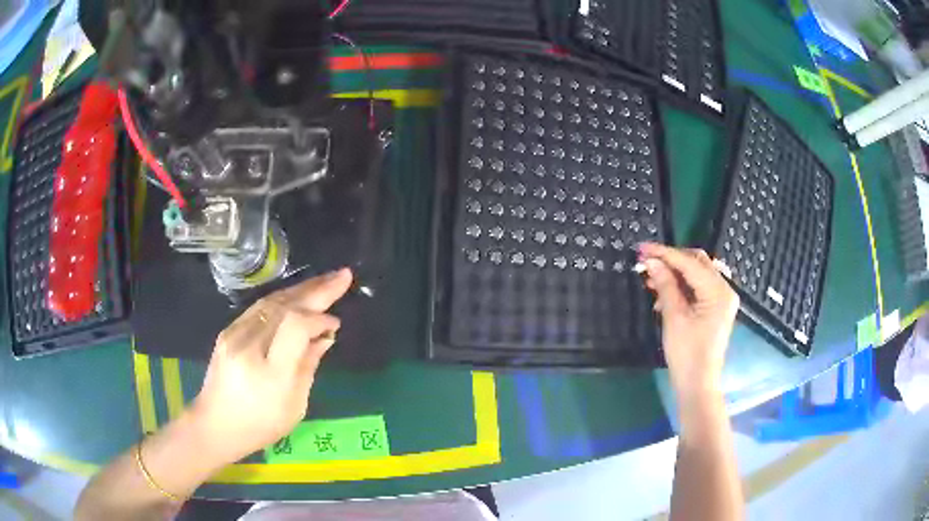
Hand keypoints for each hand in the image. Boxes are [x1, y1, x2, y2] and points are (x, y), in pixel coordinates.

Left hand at [187, 268, 352, 463]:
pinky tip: (298, 295)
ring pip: (272, 301)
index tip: (335, 323)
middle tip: (343, 275)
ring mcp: (234, 335)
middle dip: (317, 289)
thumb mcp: (295, 405)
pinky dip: (283, 299)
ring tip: (325, 280)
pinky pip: (260, 308)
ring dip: (301, 289)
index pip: (296, 326)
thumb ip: (309, 366)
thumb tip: (325, 336)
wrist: (215, 424)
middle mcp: (249, 346)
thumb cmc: (261, 425)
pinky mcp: (228, 330)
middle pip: (284, 307)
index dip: (319, 318)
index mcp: (270, 372)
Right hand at [639, 243, 737, 399]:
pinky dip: (681, 286)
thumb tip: (652, 262)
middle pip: (697, 262)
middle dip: (671, 260)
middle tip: (646, 261)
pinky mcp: (715, 308)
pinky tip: (663, 293)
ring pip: (696, 274)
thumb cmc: (687, 354)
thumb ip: (665, 285)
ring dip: (674, 273)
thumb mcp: (674, 318)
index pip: (690, 263)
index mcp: (718, 291)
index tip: (642, 248)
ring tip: (651, 278)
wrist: (697, 384)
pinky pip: (698, 287)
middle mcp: (724, 289)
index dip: (665, 254)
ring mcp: (721, 299)